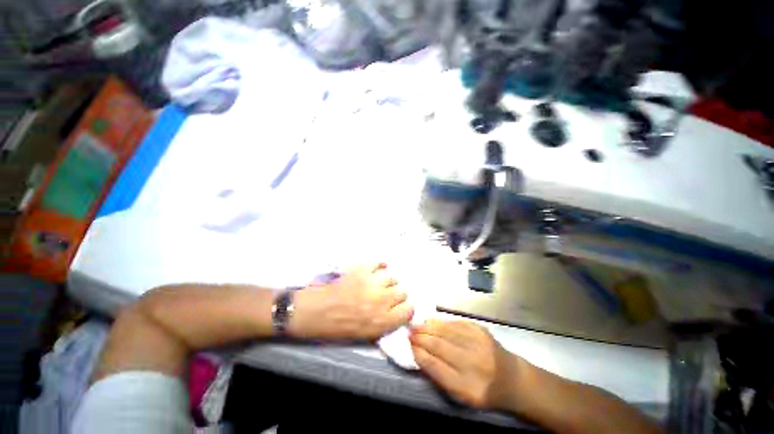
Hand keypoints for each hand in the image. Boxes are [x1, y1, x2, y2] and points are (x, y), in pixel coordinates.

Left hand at [290, 263, 413, 339]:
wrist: (314, 312)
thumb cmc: (337, 327)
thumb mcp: (365, 335)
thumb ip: (385, 324)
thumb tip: (396, 313)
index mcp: (382, 321)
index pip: (408, 310)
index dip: (404, 308)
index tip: (399, 306)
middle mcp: (381, 301)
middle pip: (402, 291)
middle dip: (396, 294)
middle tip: (386, 295)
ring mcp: (372, 283)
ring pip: (392, 277)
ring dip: (387, 281)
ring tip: (378, 283)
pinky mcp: (362, 270)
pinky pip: (379, 263)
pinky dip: (380, 265)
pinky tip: (378, 268)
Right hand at [410, 320, 524, 408]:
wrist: (512, 379)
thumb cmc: (484, 391)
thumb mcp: (461, 396)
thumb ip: (439, 376)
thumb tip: (419, 353)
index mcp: (467, 387)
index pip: (435, 366)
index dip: (419, 354)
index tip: (409, 346)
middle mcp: (473, 363)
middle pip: (438, 345)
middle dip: (420, 337)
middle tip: (409, 332)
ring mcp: (478, 343)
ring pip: (445, 331)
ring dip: (427, 327)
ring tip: (416, 325)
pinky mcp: (480, 330)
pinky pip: (454, 323)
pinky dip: (440, 322)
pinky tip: (431, 322)